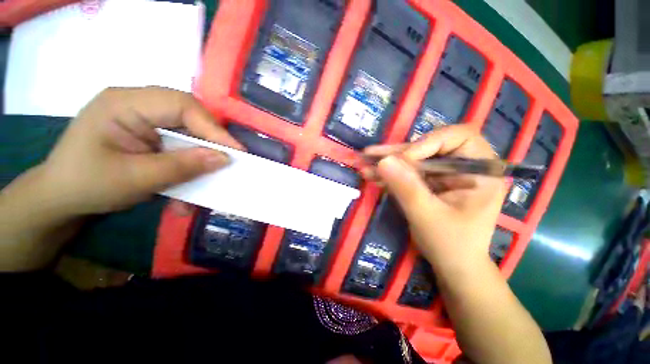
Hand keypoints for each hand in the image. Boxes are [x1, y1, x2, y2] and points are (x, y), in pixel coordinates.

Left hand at [36, 86, 243, 217]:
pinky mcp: (149, 135)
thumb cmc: (86, 185)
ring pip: (187, 133)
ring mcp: (144, 119)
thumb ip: (182, 166)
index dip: (213, 128)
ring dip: (199, 160)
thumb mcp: (136, 179)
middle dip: (210, 142)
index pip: (181, 105)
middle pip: (189, 117)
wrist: (60, 198)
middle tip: (229, 162)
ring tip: (206, 183)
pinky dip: (187, 167)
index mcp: (124, 103)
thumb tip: (225, 159)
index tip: (236, 152)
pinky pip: (179, 146)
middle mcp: (137, 104)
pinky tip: (184, 190)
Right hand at [363, 125, 506, 270]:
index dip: (429, 142)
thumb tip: (383, 161)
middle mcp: (463, 166)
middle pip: (428, 147)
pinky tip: (371, 175)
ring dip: (388, 162)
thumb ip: (407, 188)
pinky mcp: (429, 183)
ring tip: (364, 163)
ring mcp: (444, 174)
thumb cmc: (451, 244)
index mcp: (480, 171)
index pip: (458, 137)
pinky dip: (389, 174)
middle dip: (398, 153)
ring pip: (413, 159)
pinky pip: (407, 173)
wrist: (452, 265)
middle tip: (371, 155)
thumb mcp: (428, 216)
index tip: (405, 160)